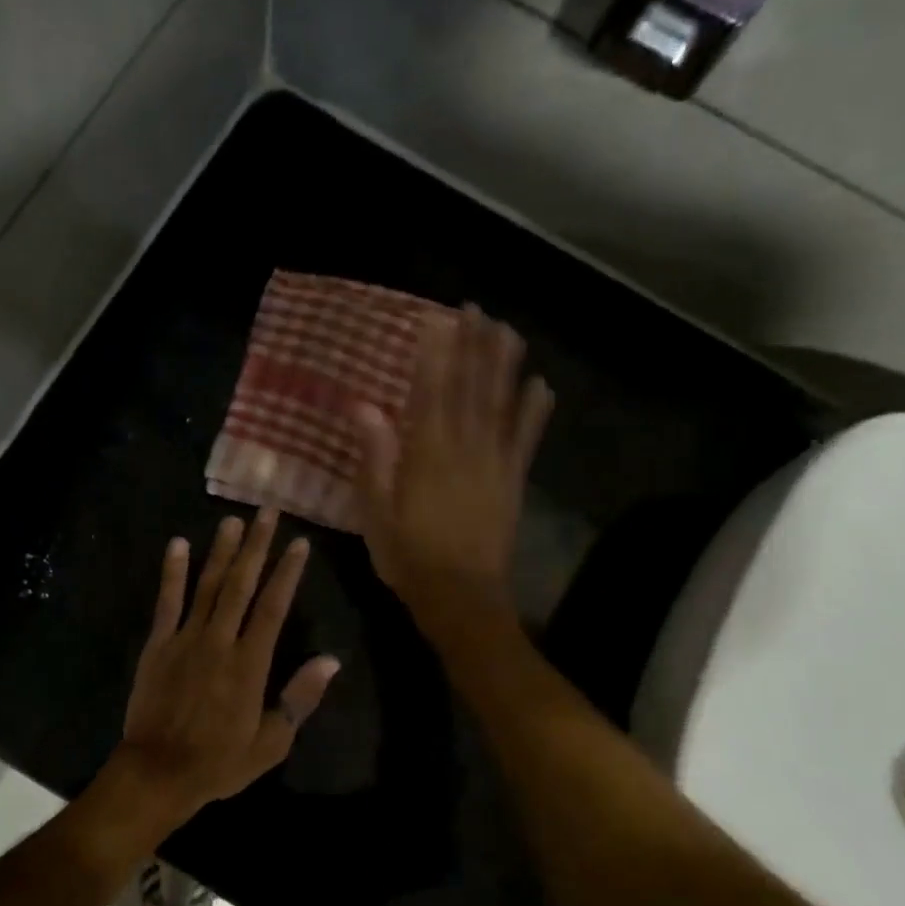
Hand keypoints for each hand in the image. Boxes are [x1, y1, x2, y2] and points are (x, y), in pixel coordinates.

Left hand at [113, 508, 339, 823]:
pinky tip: (178, 544)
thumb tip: (331, 660)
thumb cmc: (219, 762)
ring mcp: (185, 639)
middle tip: (267, 512)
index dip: (287, 573)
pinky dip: (172, 572)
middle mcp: (219, 641)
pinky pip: (167, 602)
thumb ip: (299, 698)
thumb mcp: (271, 742)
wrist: (158, 773)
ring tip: (233, 520)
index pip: (273, 607)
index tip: (299, 543)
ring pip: (207, 586)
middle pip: (241, 585)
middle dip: (257, 547)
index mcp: (250, 664)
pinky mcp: (158, 644)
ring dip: (222, 551)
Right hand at [353, 303, 552, 624]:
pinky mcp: (514, 481)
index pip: (431, 390)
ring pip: (501, 404)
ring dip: (505, 365)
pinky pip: (526, 438)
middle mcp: (465, 447)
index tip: (438, 318)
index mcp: (427, 453)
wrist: (461, 596)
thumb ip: (374, 456)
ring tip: (508, 330)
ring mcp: (495, 462)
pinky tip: (540, 385)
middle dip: (473, 345)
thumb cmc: (408, 555)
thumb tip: (364, 406)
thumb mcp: (376, 510)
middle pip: (471, 387)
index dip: (436, 352)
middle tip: (476, 309)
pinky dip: (534, 411)